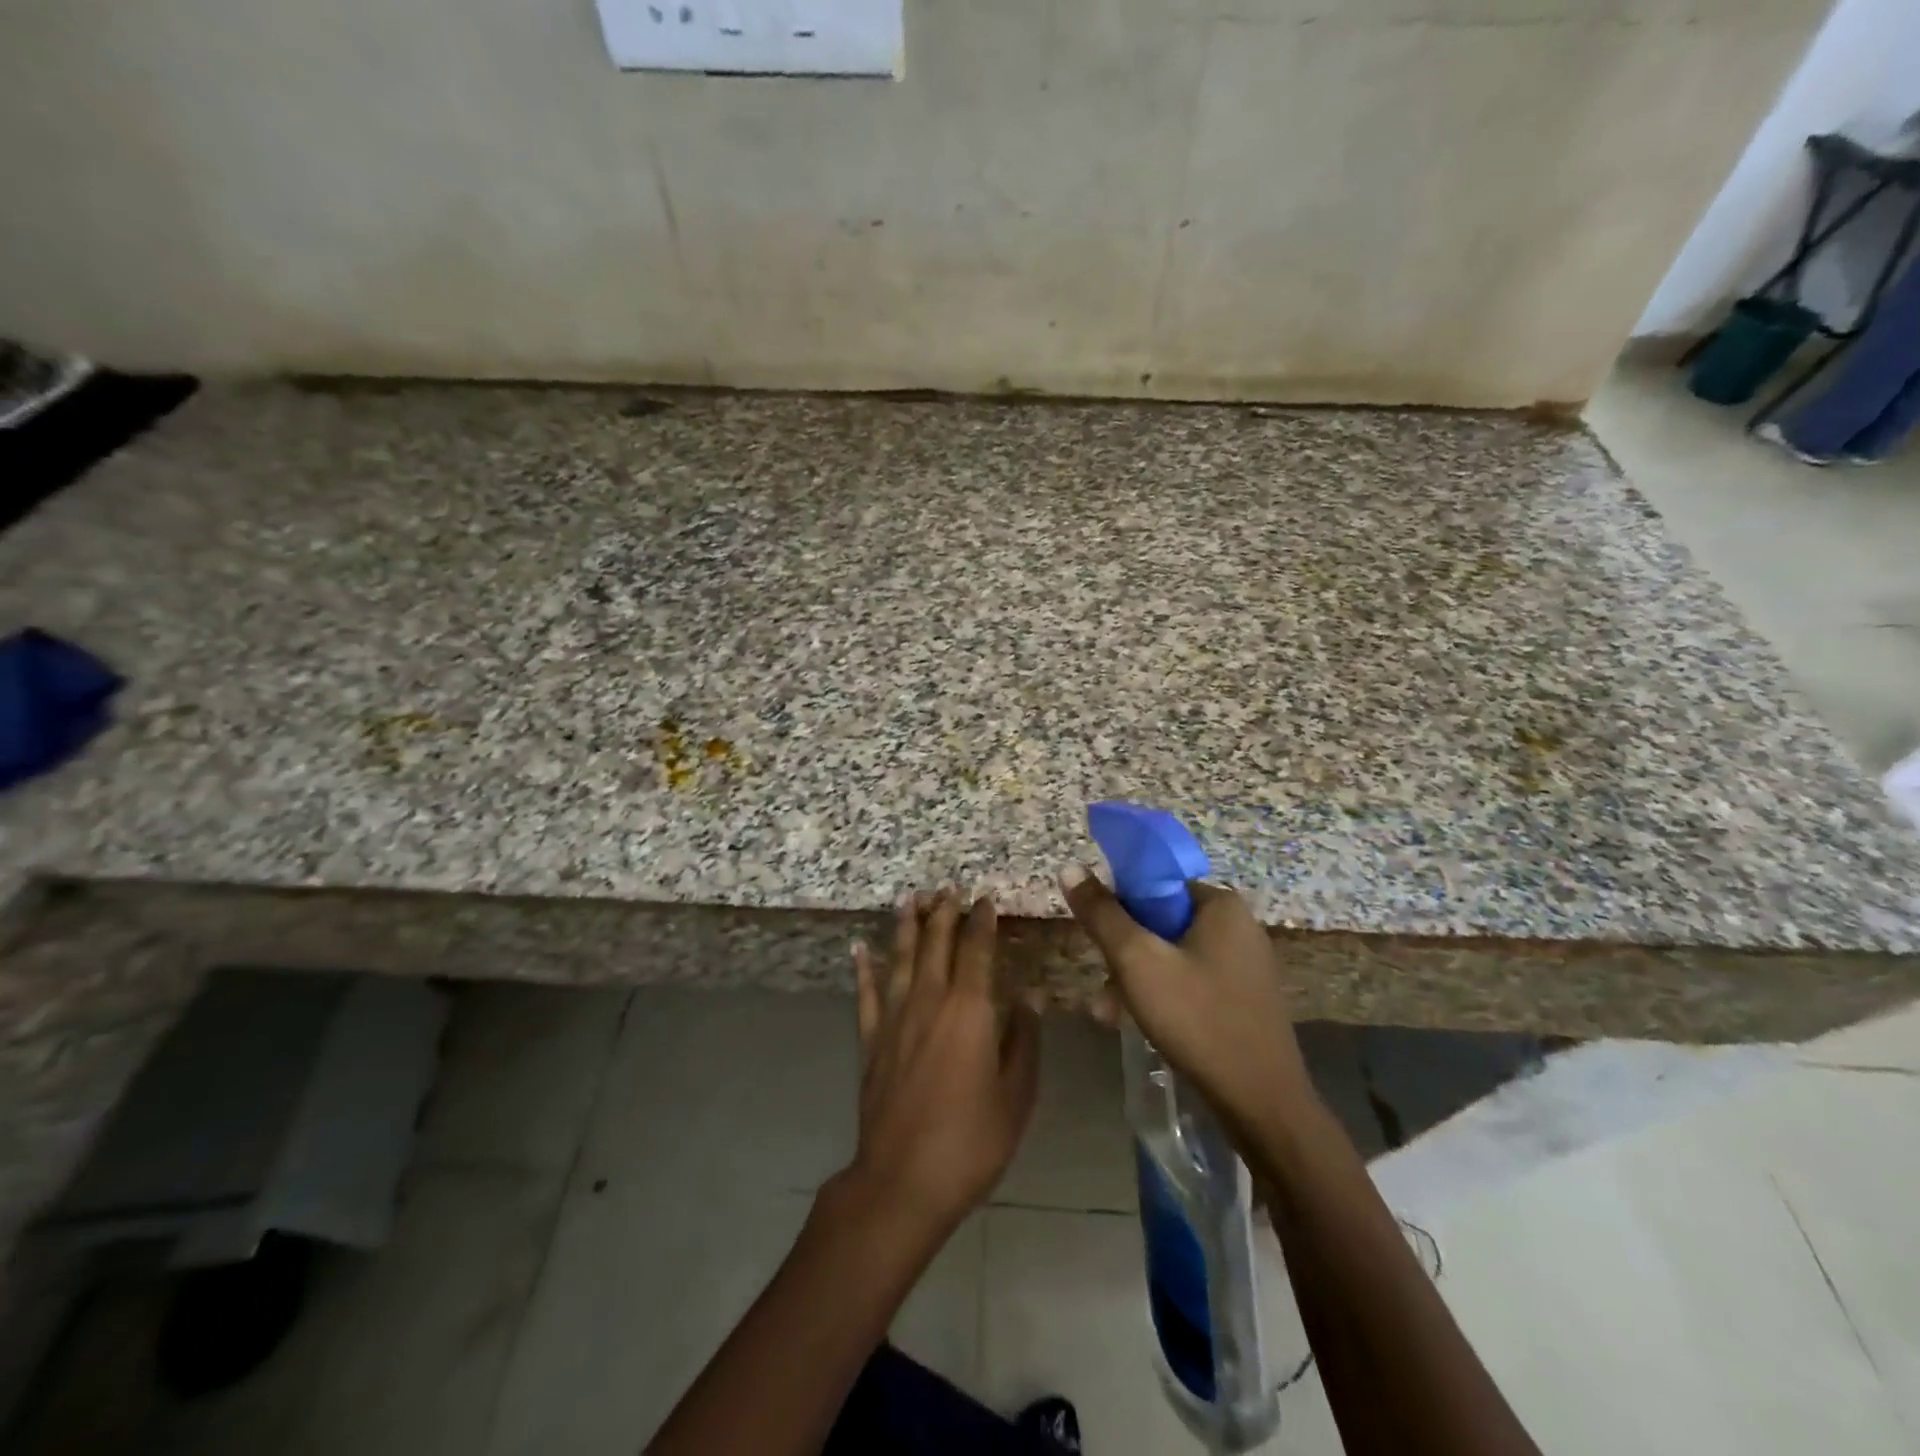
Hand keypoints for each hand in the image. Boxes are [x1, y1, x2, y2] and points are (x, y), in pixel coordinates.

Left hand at [841, 890, 1040, 1243]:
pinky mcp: (871, 1040)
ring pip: (901, 958)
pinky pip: (866, 993)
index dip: (983, 922)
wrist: (902, 1180)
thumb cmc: (971, 1140)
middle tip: (948, 887)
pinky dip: (863, 968)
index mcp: (970, 1010)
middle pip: (936, 944)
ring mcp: (895, 1018)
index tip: (985, 899)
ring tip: (911, 898)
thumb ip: (1024, 1041)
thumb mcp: (1016, 1096)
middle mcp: (930, 1001)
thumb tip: (1029, 997)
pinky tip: (860, 947)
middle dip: (944, 912)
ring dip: (907, 926)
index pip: (978, 950)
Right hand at [1059, 867, 1312, 1137]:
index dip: (1120, 905)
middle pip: (1161, 920)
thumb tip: (1070, 867)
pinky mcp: (1244, 997)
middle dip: (1125, 951)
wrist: (1262, 1104)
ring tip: (1107, 1012)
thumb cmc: (1198, 1019)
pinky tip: (1137, 1023)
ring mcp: (1245, 963)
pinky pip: (1191, 979)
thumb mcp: (1137, 962)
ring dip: (1136, 978)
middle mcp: (1238, 925)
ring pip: (1173, 954)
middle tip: (1103, 985)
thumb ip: (1102, 914)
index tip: (1100, 936)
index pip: (1156, 883)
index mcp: (1220, 904)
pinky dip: (1163, 994)